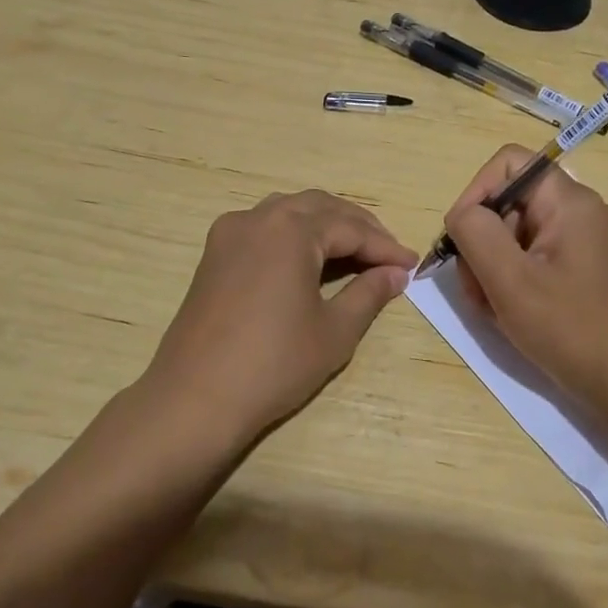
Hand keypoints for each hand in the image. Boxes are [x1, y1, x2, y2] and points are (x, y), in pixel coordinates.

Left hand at [141, 190, 416, 446]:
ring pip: (289, 211)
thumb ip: (369, 293)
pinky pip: (264, 227)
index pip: (350, 229)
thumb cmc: (273, 365)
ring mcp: (230, 234)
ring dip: (326, 225)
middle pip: (320, 208)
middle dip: (358, 227)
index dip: (385, 247)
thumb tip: (395, 273)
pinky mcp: (214, 255)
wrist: (195, 399)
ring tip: (355, 252)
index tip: (412, 264)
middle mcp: (258, 218)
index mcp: (290, 230)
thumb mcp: (334, 331)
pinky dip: (295, 234)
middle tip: (387, 255)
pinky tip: (310, 259)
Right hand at [444, 145, 607, 413]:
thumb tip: (461, 214)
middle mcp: (580, 213)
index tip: (461, 238)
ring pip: (517, 237)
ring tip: (494, 311)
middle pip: (509, 203)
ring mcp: (584, 245)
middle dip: (482, 243)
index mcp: (569, 202)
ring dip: (493, 269)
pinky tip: (512, 317)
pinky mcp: (584, 273)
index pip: (508, 163)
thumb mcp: (511, 280)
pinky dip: (514, 284)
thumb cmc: (572, 329)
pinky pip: (535, 262)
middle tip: (477, 290)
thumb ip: (476, 233)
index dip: (475, 192)